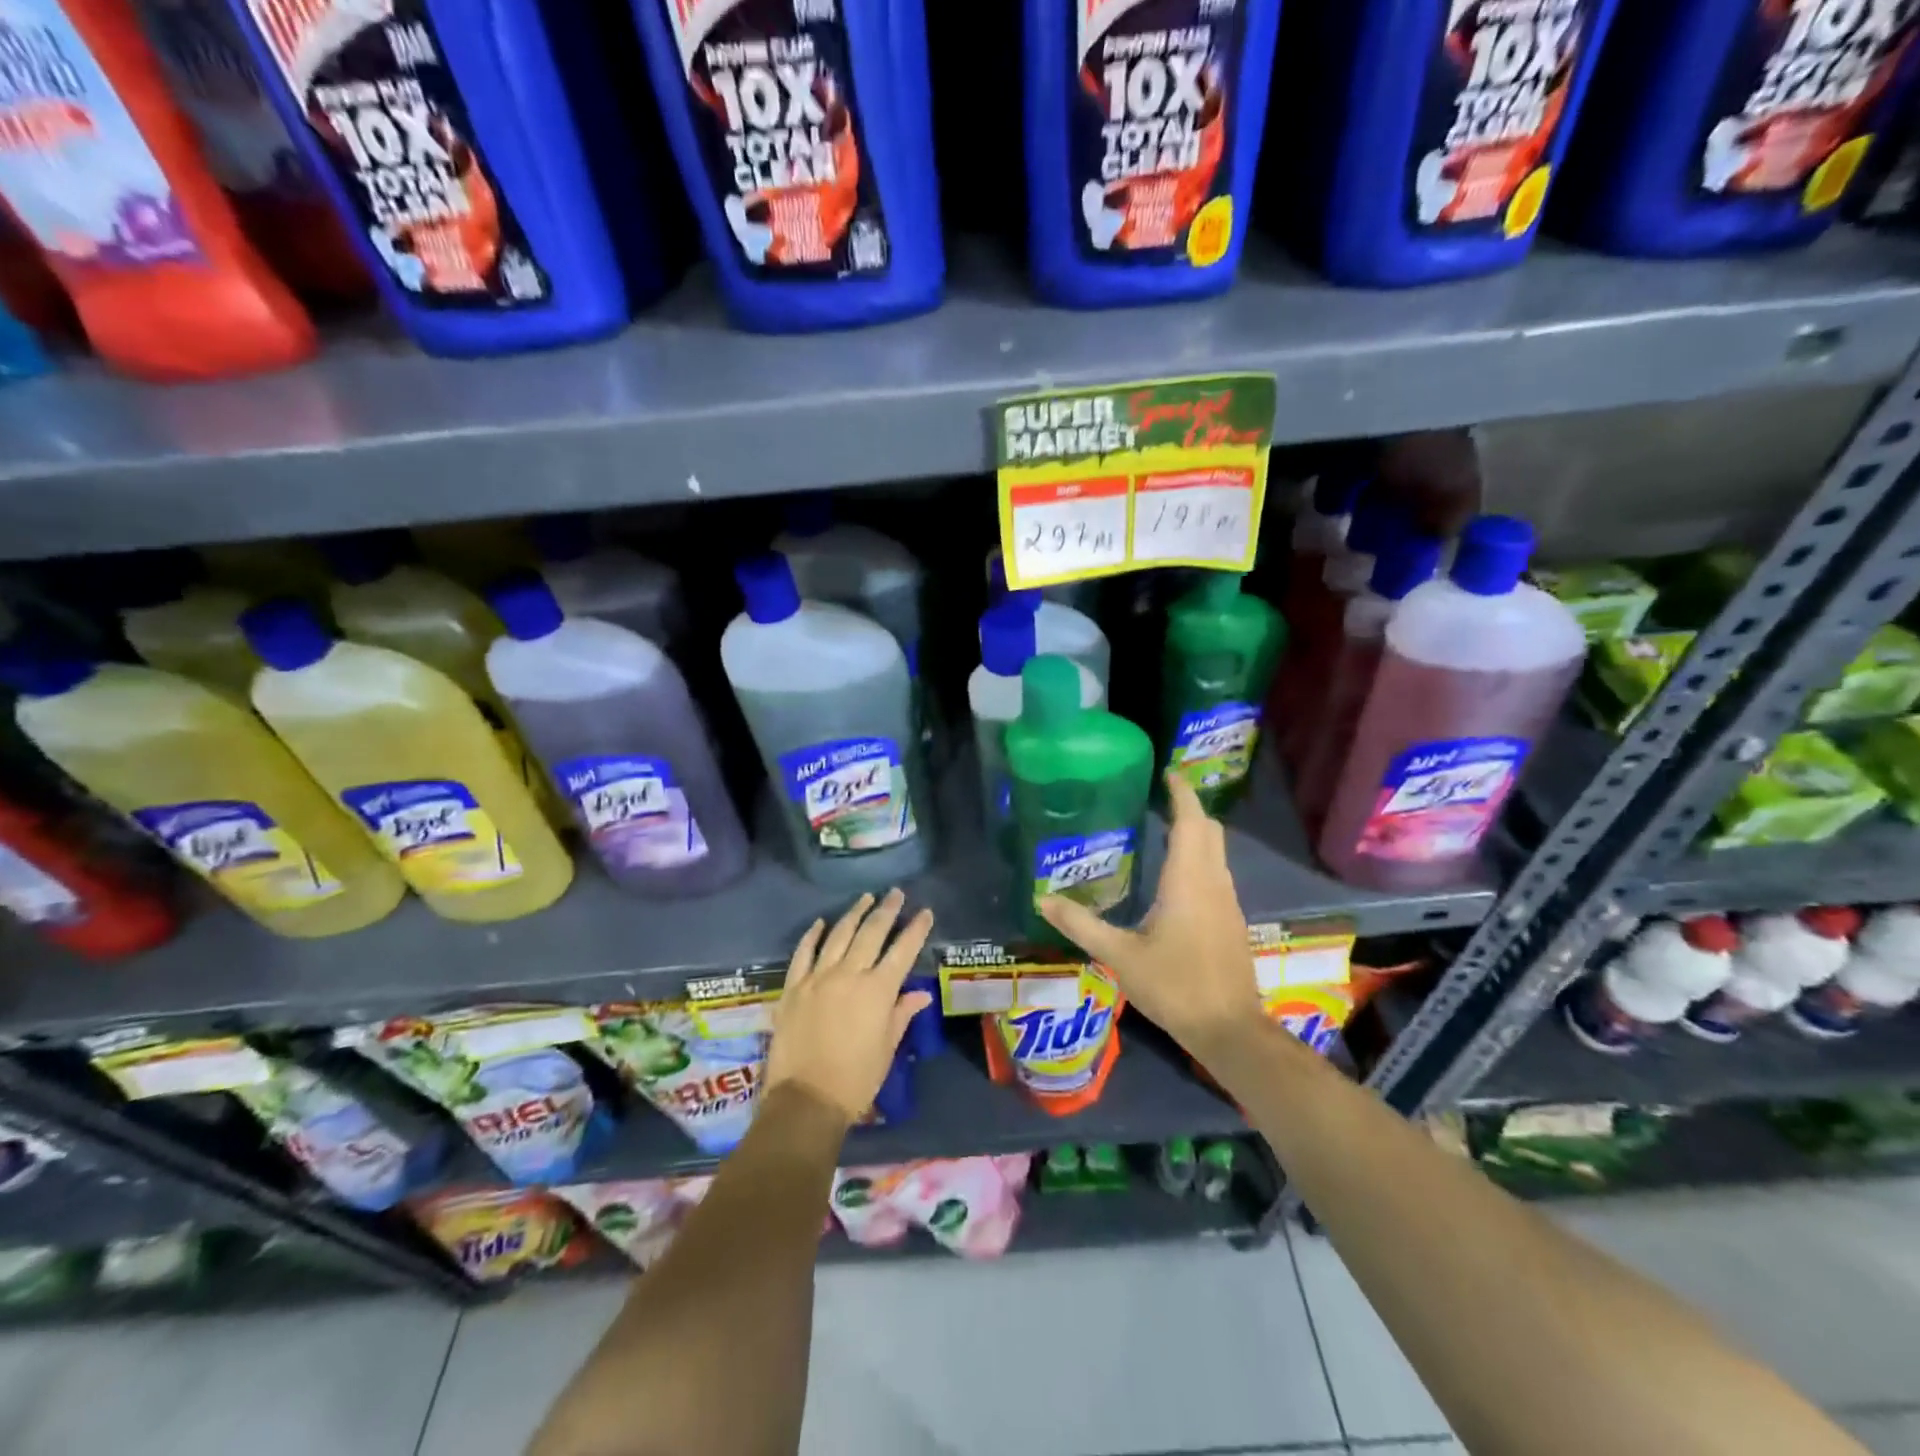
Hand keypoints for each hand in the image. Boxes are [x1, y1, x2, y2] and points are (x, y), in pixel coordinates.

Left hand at [766, 889, 934, 1125]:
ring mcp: (818, 978)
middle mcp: (849, 974)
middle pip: (871, 933)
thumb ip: (901, 1014)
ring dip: (854, 914)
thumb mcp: (887, 1048)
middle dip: (887, 910)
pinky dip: (812, 935)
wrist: (805, 1100)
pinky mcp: (793, 987)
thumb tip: (920, 994)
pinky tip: (820, 922)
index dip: (916, 929)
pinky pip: (803, 953)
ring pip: (838, 935)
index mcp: (878, 990)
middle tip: (896, 893)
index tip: (925, 912)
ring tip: (866, 898)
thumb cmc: (855, 1079)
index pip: (903, 951)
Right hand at [1039, 772, 1260, 1055]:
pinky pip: (1216, 873)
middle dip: (1188, 809)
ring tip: (1161, 830)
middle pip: (1208, 830)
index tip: (1168, 772)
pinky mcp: (1231, 921)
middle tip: (1158, 800)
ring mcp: (1227, 902)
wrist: (1229, 1029)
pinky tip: (1175, 877)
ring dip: (1195, 834)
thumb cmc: (1175, 986)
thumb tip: (1043, 899)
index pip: (1190, 821)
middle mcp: (1213, 882)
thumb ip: (1081, 925)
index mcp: (1188, 881)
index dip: (1182, 793)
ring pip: (1215, 852)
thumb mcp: (1120, 956)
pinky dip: (1198, 858)